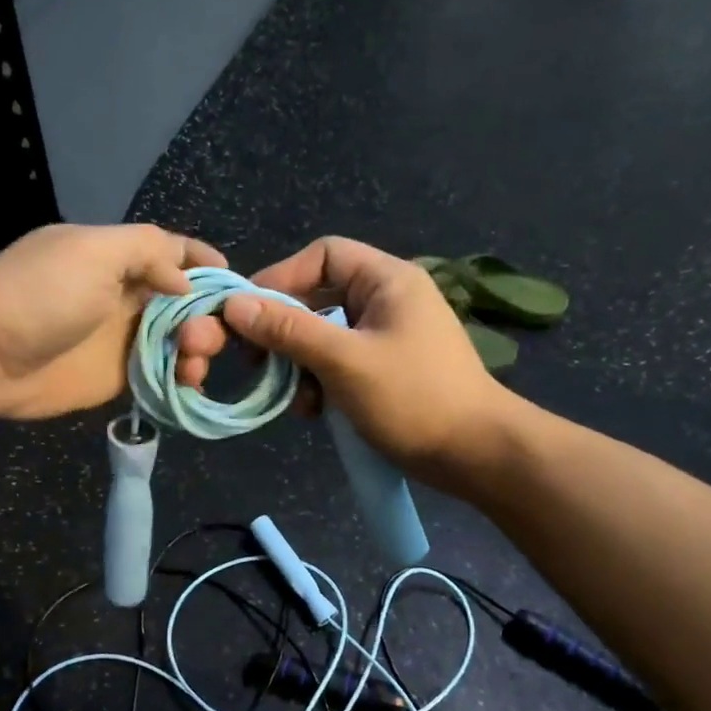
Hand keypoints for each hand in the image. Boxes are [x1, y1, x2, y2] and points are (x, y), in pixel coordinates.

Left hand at [0, 223, 225, 418]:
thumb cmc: (39, 293)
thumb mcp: (95, 251)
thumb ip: (147, 251)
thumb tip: (184, 280)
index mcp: (119, 257)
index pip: (173, 253)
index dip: (205, 265)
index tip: (236, 286)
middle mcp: (125, 295)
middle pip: (184, 302)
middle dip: (206, 317)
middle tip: (198, 339)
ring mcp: (120, 339)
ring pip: (177, 342)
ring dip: (196, 351)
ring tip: (192, 366)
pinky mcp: (114, 378)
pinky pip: (159, 376)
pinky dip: (179, 380)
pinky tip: (189, 386)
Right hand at [174, 236, 506, 482]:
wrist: (476, 455)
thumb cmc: (413, 398)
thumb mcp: (344, 361)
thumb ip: (288, 330)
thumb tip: (233, 304)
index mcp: (387, 280)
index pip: (323, 255)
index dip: (280, 278)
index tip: (245, 312)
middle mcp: (387, 299)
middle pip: (318, 297)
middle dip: (284, 330)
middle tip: (253, 360)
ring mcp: (387, 336)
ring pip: (323, 335)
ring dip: (298, 364)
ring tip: (290, 397)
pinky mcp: (384, 369)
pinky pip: (338, 362)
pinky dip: (318, 382)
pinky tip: (312, 411)